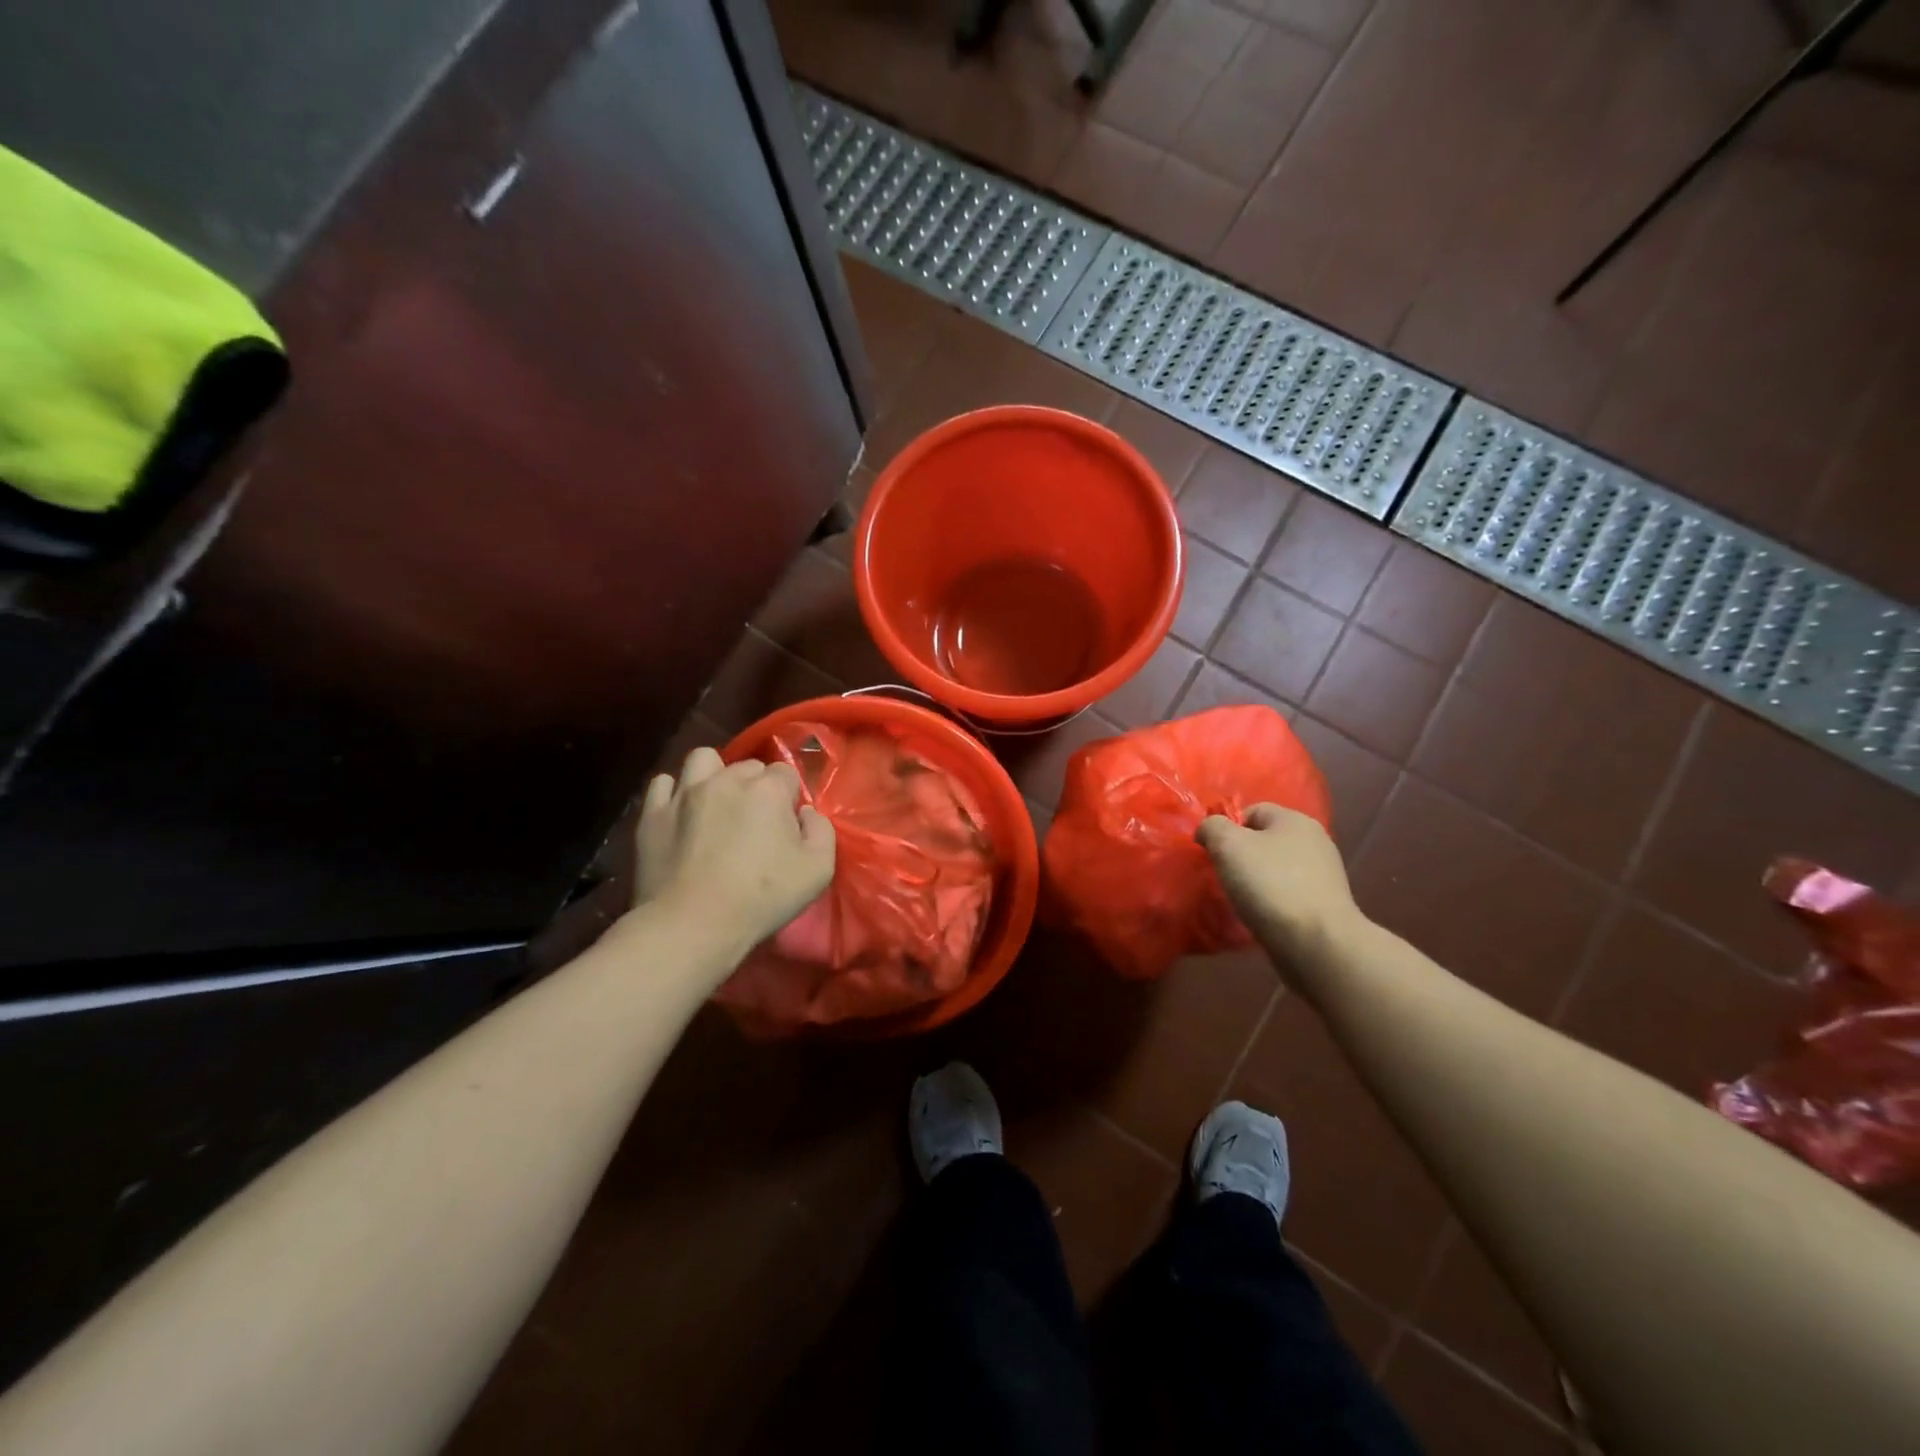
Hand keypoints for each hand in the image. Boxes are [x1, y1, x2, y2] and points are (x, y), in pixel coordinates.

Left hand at [634, 747, 835, 952]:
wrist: (692, 925)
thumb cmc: (762, 898)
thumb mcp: (818, 870)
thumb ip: (822, 831)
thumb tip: (806, 813)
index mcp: (768, 790)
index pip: (786, 773)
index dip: (789, 797)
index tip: (787, 824)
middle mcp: (726, 780)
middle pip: (748, 767)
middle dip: (756, 786)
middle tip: (755, 820)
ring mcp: (685, 793)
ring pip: (703, 760)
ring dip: (714, 774)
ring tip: (716, 802)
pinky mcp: (653, 813)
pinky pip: (663, 784)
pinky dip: (674, 792)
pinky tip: (682, 812)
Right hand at [1197, 805, 1361, 967]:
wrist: (1316, 943)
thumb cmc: (1270, 884)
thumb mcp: (1227, 845)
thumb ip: (1212, 827)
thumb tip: (1209, 829)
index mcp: (1295, 820)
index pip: (1252, 811)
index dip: (1227, 828)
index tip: (1213, 853)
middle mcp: (1315, 841)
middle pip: (1265, 840)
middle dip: (1241, 856)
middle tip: (1224, 876)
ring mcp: (1323, 875)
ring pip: (1276, 869)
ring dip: (1256, 881)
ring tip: (1241, 901)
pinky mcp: (1325, 906)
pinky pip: (1288, 895)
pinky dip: (1272, 903)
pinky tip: (1262, 917)